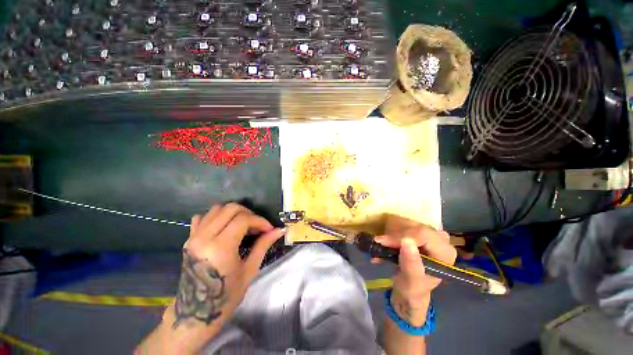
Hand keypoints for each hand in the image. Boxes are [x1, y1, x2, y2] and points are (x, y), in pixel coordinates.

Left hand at [174, 203, 283, 328]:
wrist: (195, 314)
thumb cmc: (226, 296)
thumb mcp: (249, 270)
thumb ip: (263, 245)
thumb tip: (279, 230)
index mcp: (220, 248)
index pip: (243, 219)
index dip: (260, 221)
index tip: (269, 229)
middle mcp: (204, 238)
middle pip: (230, 208)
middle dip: (248, 213)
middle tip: (257, 226)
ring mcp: (193, 238)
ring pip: (216, 209)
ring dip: (234, 213)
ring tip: (243, 225)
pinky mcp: (188, 240)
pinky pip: (202, 217)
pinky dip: (216, 216)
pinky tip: (224, 227)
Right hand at [375, 215, 456, 325]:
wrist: (409, 290)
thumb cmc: (413, 289)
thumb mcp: (411, 281)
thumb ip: (411, 263)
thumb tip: (406, 241)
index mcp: (445, 252)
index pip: (423, 234)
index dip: (401, 235)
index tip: (382, 242)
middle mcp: (441, 240)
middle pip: (414, 227)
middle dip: (394, 235)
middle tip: (378, 243)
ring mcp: (430, 234)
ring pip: (407, 224)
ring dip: (391, 233)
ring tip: (380, 245)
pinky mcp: (419, 232)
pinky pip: (403, 225)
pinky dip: (391, 232)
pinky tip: (385, 242)